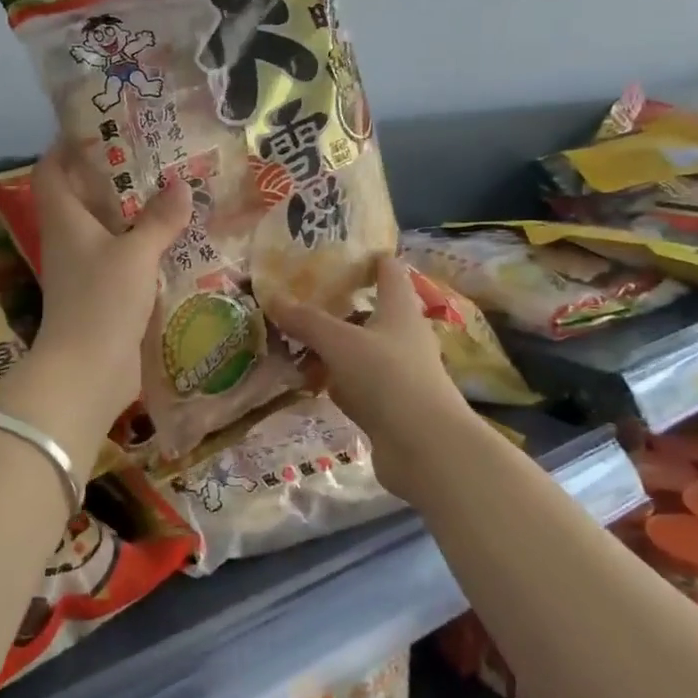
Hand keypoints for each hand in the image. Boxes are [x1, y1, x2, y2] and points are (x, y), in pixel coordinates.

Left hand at [22, 142, 190, 433]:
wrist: (86, 372)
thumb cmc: (101, 302)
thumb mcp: (135, 254)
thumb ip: (158, 219)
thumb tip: (180, 184)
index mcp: (64, 220)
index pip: (51, 171)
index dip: (66, 146)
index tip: (98, 127)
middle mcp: (70, 239)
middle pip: (83, 196)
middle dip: (112, 175)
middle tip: (153, 155)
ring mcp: (85, 269)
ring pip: (107, 228)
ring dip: (133, 212)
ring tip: (172, 190)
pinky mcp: (104, 294)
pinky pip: (123, 258)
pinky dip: (144, 245)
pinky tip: (176, 240)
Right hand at [271, 256, 472, 501]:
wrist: (425, 448)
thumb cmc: (388, 377)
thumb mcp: (340, 342)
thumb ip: (307, 321)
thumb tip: (272, 297)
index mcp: (400, 308)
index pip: (389, 270)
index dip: (368, 257)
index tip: (337, 249)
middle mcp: (404, 335)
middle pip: (372, 309)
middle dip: (340, 303)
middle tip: (301, 294)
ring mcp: (399, 372)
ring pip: (361, 348)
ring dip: (334, 344)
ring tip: (295, 336)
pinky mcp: (391, 404)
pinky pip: (357, 382)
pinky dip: (336, 379)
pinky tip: (309, 380)